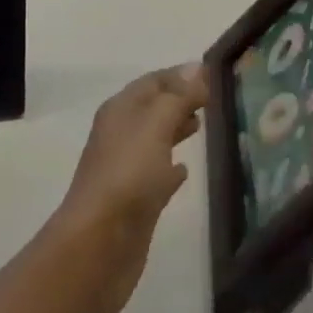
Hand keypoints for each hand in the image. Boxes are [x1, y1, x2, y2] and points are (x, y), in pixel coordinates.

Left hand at [50, 63, 208, 312]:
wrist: (99, 245)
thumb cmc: (128, 175)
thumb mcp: (156, 125)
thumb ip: (178, 97)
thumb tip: (197, 67)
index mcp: (121, 109)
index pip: (153, 81)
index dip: (180, 75)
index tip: (212, 74)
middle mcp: (120, 133)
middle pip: (153, 107)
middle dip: (180, 99)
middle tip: (213, 98)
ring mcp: (126, 168)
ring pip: (155, 138)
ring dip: (176, 128)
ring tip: (202, 125)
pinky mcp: (135, 201)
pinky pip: (156, 173)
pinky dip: (171, 167)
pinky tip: (185, 171)